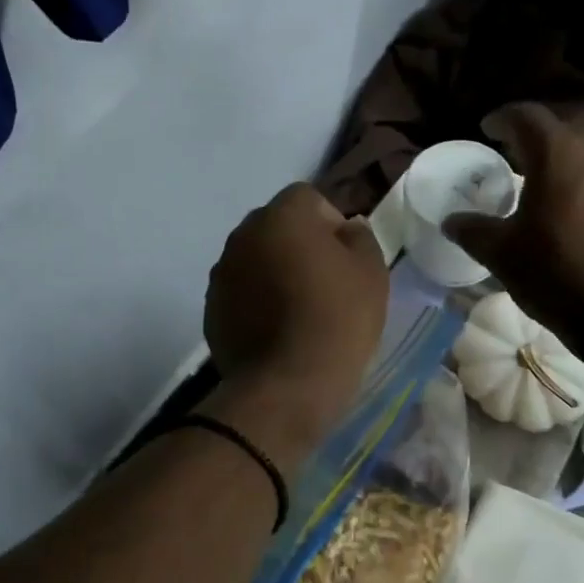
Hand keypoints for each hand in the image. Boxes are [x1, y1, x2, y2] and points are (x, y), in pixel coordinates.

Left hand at [204, 183, 388, 455]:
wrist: (288, 384)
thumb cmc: (338, 319)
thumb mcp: (372, 271)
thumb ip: (360, 237)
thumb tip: (346, 229)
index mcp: (282, 216)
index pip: (308, 198)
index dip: (331, 223)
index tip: (346, 259)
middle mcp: (243, 235)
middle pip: (276, 227)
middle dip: (299, 245)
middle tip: (325, 283)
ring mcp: (222, 274)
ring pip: (256, 260)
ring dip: (274, 273)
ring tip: (300, 311)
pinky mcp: (212, 310)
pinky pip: (241, 294)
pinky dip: (257, 303)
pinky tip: (278, 332)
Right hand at [444, 103, 583, 341]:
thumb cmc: (557, 271)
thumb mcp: (503, 255)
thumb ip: (473, 231)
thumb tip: (451, 221)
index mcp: (557, 152)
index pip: (525, 115)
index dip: (503, 118)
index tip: (488, 128)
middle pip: (562, 132)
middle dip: (537, 142)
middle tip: (516, 159)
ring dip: (567, 167)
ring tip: (549, 191)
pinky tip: (582, 217)